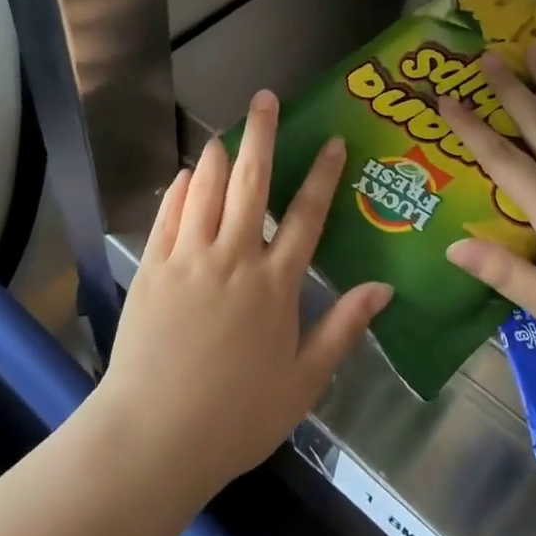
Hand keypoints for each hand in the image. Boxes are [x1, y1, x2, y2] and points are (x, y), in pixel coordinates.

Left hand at [101, 90, 393, 496]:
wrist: (155, 437)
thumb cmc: (238, 416)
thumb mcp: (304, 381)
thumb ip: (343, 328)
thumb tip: (383, 288)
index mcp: (275, 285)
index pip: (306, 215)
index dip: (322, 174)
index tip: (331, 140)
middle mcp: (233, 259)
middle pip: (251, 184)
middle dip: (261, 136)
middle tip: (265, 98)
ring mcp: (188, 260)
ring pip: (206, 191)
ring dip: (218, 156)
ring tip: (227, 131)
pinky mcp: (152, 270)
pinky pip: (168, 216)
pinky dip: (180, 190)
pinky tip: (187, 175)